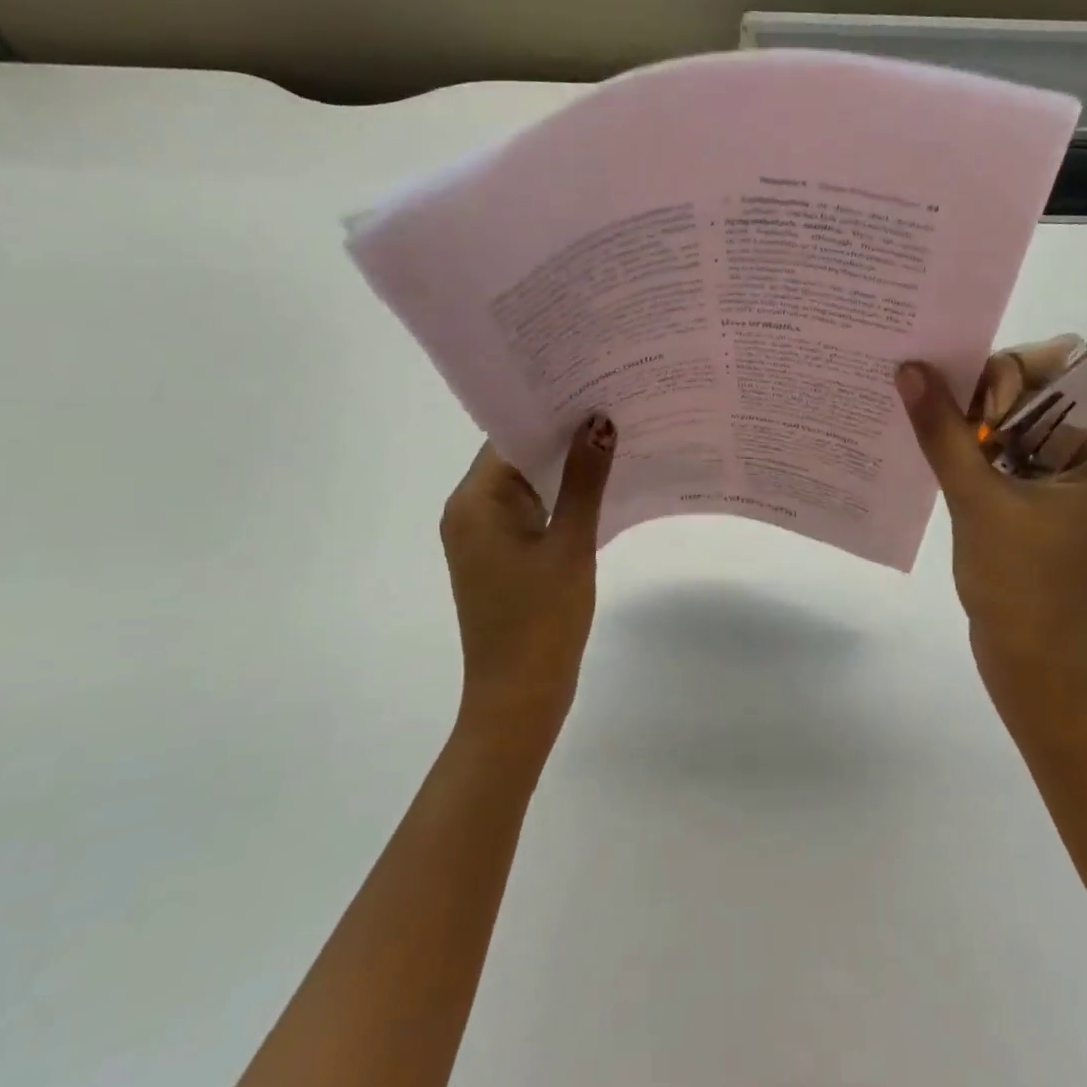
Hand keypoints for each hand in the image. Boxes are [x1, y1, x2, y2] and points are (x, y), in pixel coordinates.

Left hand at [440, 415, 616, 743]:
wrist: (519, 699)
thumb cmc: (541, 621)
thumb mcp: (571, 545)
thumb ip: (586, 481)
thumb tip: (600, 423)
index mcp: (475, 503)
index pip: (510, 436)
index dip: (551, 410)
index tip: (594, 386)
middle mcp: (470, 512)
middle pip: (517, 456)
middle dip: (563, 435)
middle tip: (614, 404)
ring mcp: (484, 536)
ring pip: (528, 484)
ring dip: (565, 466)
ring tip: (615, 436)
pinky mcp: (502, 556)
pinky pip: (532, 510)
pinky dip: (562, 497)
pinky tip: (602, 484)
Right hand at [897, 341, 1086, 709]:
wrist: (1033, 665)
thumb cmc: (1019, 583)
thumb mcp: (977, 499)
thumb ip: (943, 430)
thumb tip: (910, 369)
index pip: (1067, 371)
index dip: (1015, 373)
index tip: (975, 408)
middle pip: (1042, 392)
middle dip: (990, 398)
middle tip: (948, 423)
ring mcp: (1072, 480)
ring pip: (1021, 422)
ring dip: (979, 424)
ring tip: (940, 441)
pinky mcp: (1046, 500)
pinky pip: (1013, 452)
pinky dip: (980, 449)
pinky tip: (945, 458)